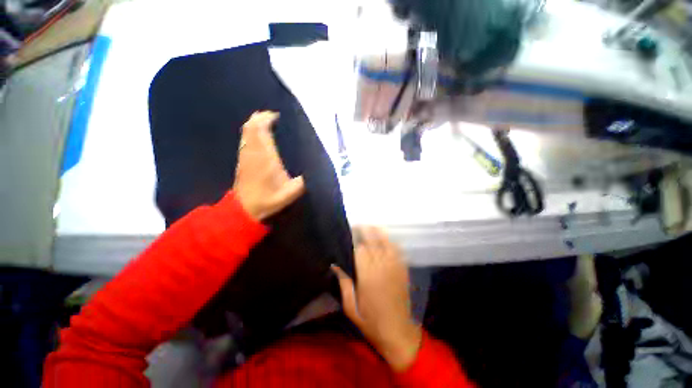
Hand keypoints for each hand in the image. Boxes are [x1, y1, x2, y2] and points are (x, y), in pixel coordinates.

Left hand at [233, 111, 304, 220]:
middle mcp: (254, 153)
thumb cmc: (269, 199)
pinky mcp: (241, 160)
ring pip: (246, 132)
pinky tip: (254, 133)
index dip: (267, 120)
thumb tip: (314, 172)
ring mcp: (245, 156)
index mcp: (267, 158)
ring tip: (263, 119)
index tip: (276, 116)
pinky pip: (244, 140)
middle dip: (260, 118)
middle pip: (252, 128)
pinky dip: (249, 132)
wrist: (245, 209)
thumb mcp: (290, 193)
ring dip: (253, 123)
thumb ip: (303, 182)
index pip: (262, 132)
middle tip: (271, 115)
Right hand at [332, 226, 421, 370]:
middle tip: (356, 225)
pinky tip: (385, 238)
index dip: (354, 239)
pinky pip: (397, 250)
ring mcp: (395, 266)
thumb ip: (344, 283)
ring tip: (370, 226)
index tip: (348, 232)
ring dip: (378, 232)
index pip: (360, 249)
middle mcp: (382, 267)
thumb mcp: (351, 307)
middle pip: (373, 241)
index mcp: (368, 275)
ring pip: (386, 242)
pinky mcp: (403, 269)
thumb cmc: (370, 321)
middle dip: (365, 230)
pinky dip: (390, 241)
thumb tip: (335, 265)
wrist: (397, 332)